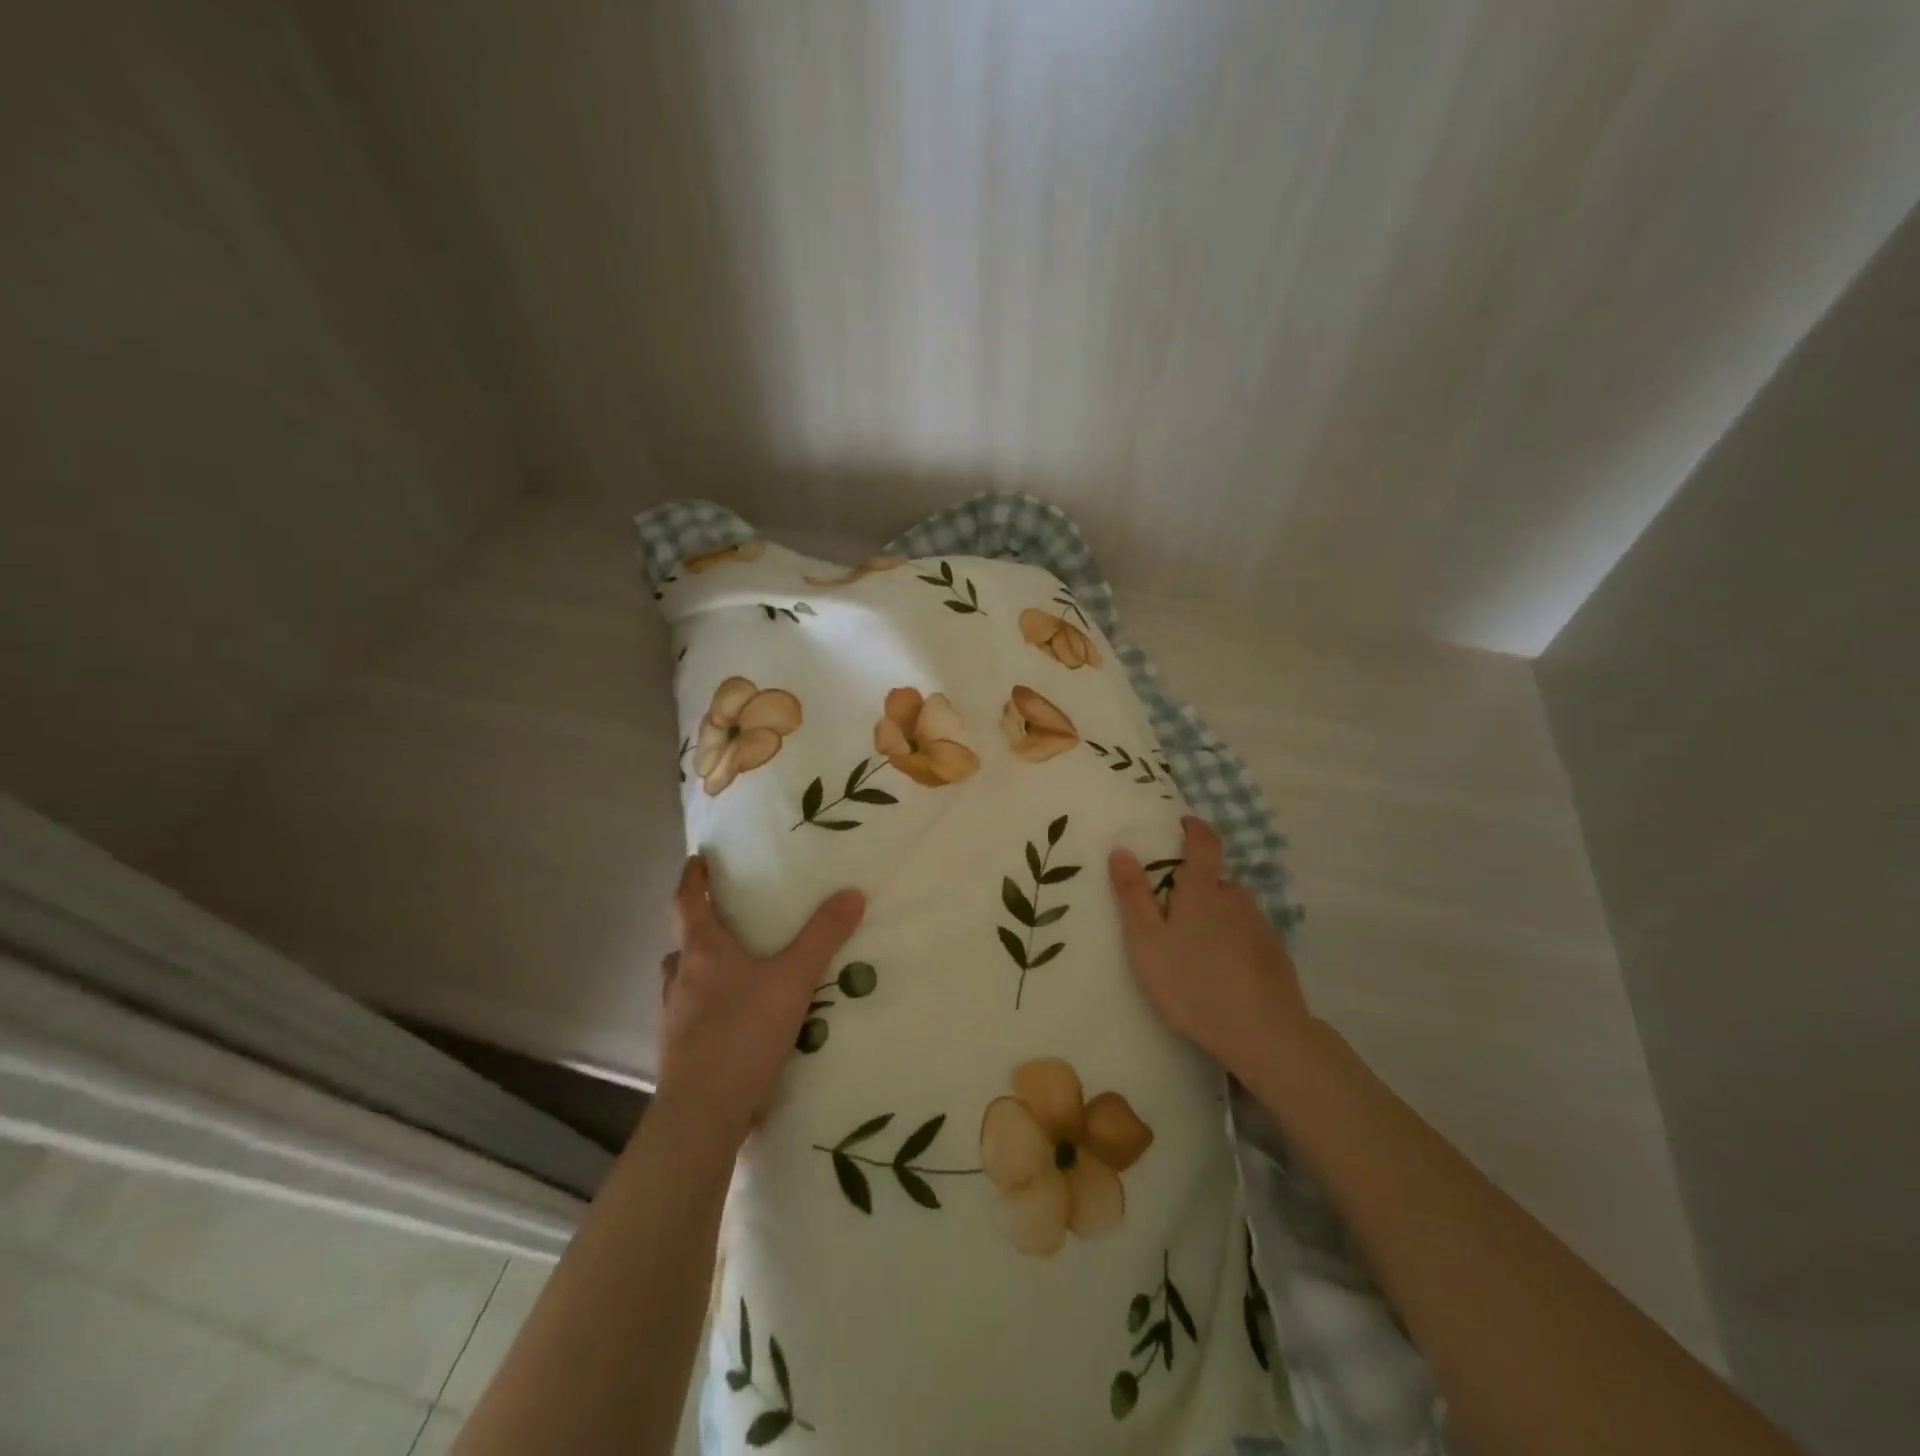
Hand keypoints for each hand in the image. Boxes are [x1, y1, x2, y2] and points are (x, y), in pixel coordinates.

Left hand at [656, 856, 864, 1144]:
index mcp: (702, 951)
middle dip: (701, 927)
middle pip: (684, 942)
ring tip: (736, 969)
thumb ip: (823, 936)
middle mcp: (681, 978)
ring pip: (685, 980)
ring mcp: (675, 1017)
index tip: (698, 859)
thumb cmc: (744, 1032)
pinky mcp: (681, 1050)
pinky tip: (738, 1018)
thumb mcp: (794, 979)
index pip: (688, 902)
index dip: (693, 878)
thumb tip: (852, 893)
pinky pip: (693, 1014)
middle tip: (729, 918)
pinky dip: (710, 1005)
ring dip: (702, 968)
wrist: (704, 1113)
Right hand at [1109, 816, 1313, 1079]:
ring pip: (1233, 909)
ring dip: (1216, 916)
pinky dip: (1234, 940)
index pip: (1204, 843)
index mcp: (1202, 890)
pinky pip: (1249, 934)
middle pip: (1216, 880)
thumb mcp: (1146, 942)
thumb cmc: (1192, 983)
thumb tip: (1121, 849)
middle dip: (1197, 887)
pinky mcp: (1276, 954)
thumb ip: (1133, 896)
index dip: (1195, 828)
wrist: (1263, 1032)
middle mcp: (1235, 898)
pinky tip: (1224, 970)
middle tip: (1174, 912)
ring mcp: (1260, 925)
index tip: (1184, 823)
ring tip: (1197, 948)